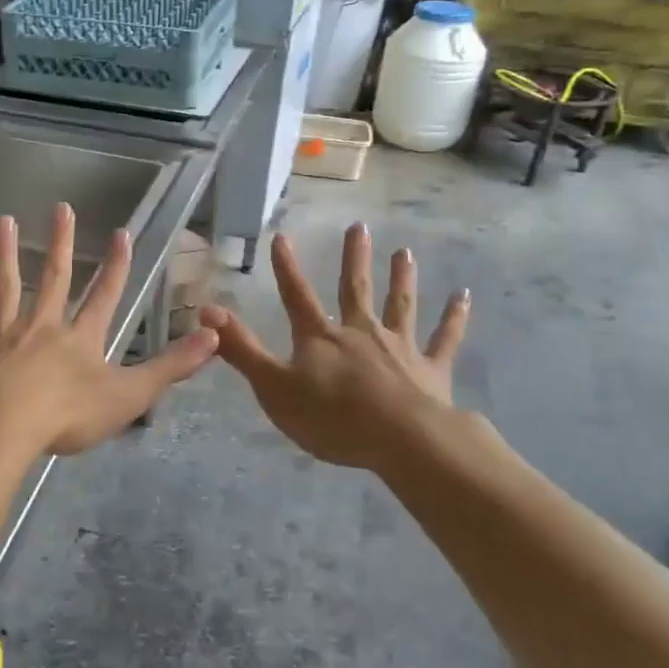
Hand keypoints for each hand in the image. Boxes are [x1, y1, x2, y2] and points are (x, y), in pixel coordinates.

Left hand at [0, 204, 217, 459]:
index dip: (116, 266)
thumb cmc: (68, 414)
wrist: (4, 426)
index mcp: (80, 339)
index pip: (105, 295)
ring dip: (7, 254)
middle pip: (55, 279)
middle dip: (62, 244)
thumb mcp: (129, 394)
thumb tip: (214, 337)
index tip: (122, 233)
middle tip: (62, 208)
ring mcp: (4, 336)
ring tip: (5, 220)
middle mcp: (43, 327)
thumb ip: (170, 367)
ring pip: (7, 287)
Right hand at [200, 224, 471, 473]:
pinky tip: (464, 296)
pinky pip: (445, 338)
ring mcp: (400, 347)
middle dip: (354, 258)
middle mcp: (361, 332)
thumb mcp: (274, 387)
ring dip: (402, 277)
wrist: (403, 441)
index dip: (286, 267)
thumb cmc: (332, 418)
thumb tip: (204, 310)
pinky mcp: (432, 369)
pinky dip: (455, 317)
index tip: (282, 236)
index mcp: (321, 337)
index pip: (297, 295)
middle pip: (356, 288)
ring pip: (401, 304)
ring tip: (405, 251)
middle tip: (359, 226)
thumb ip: (241, 349)